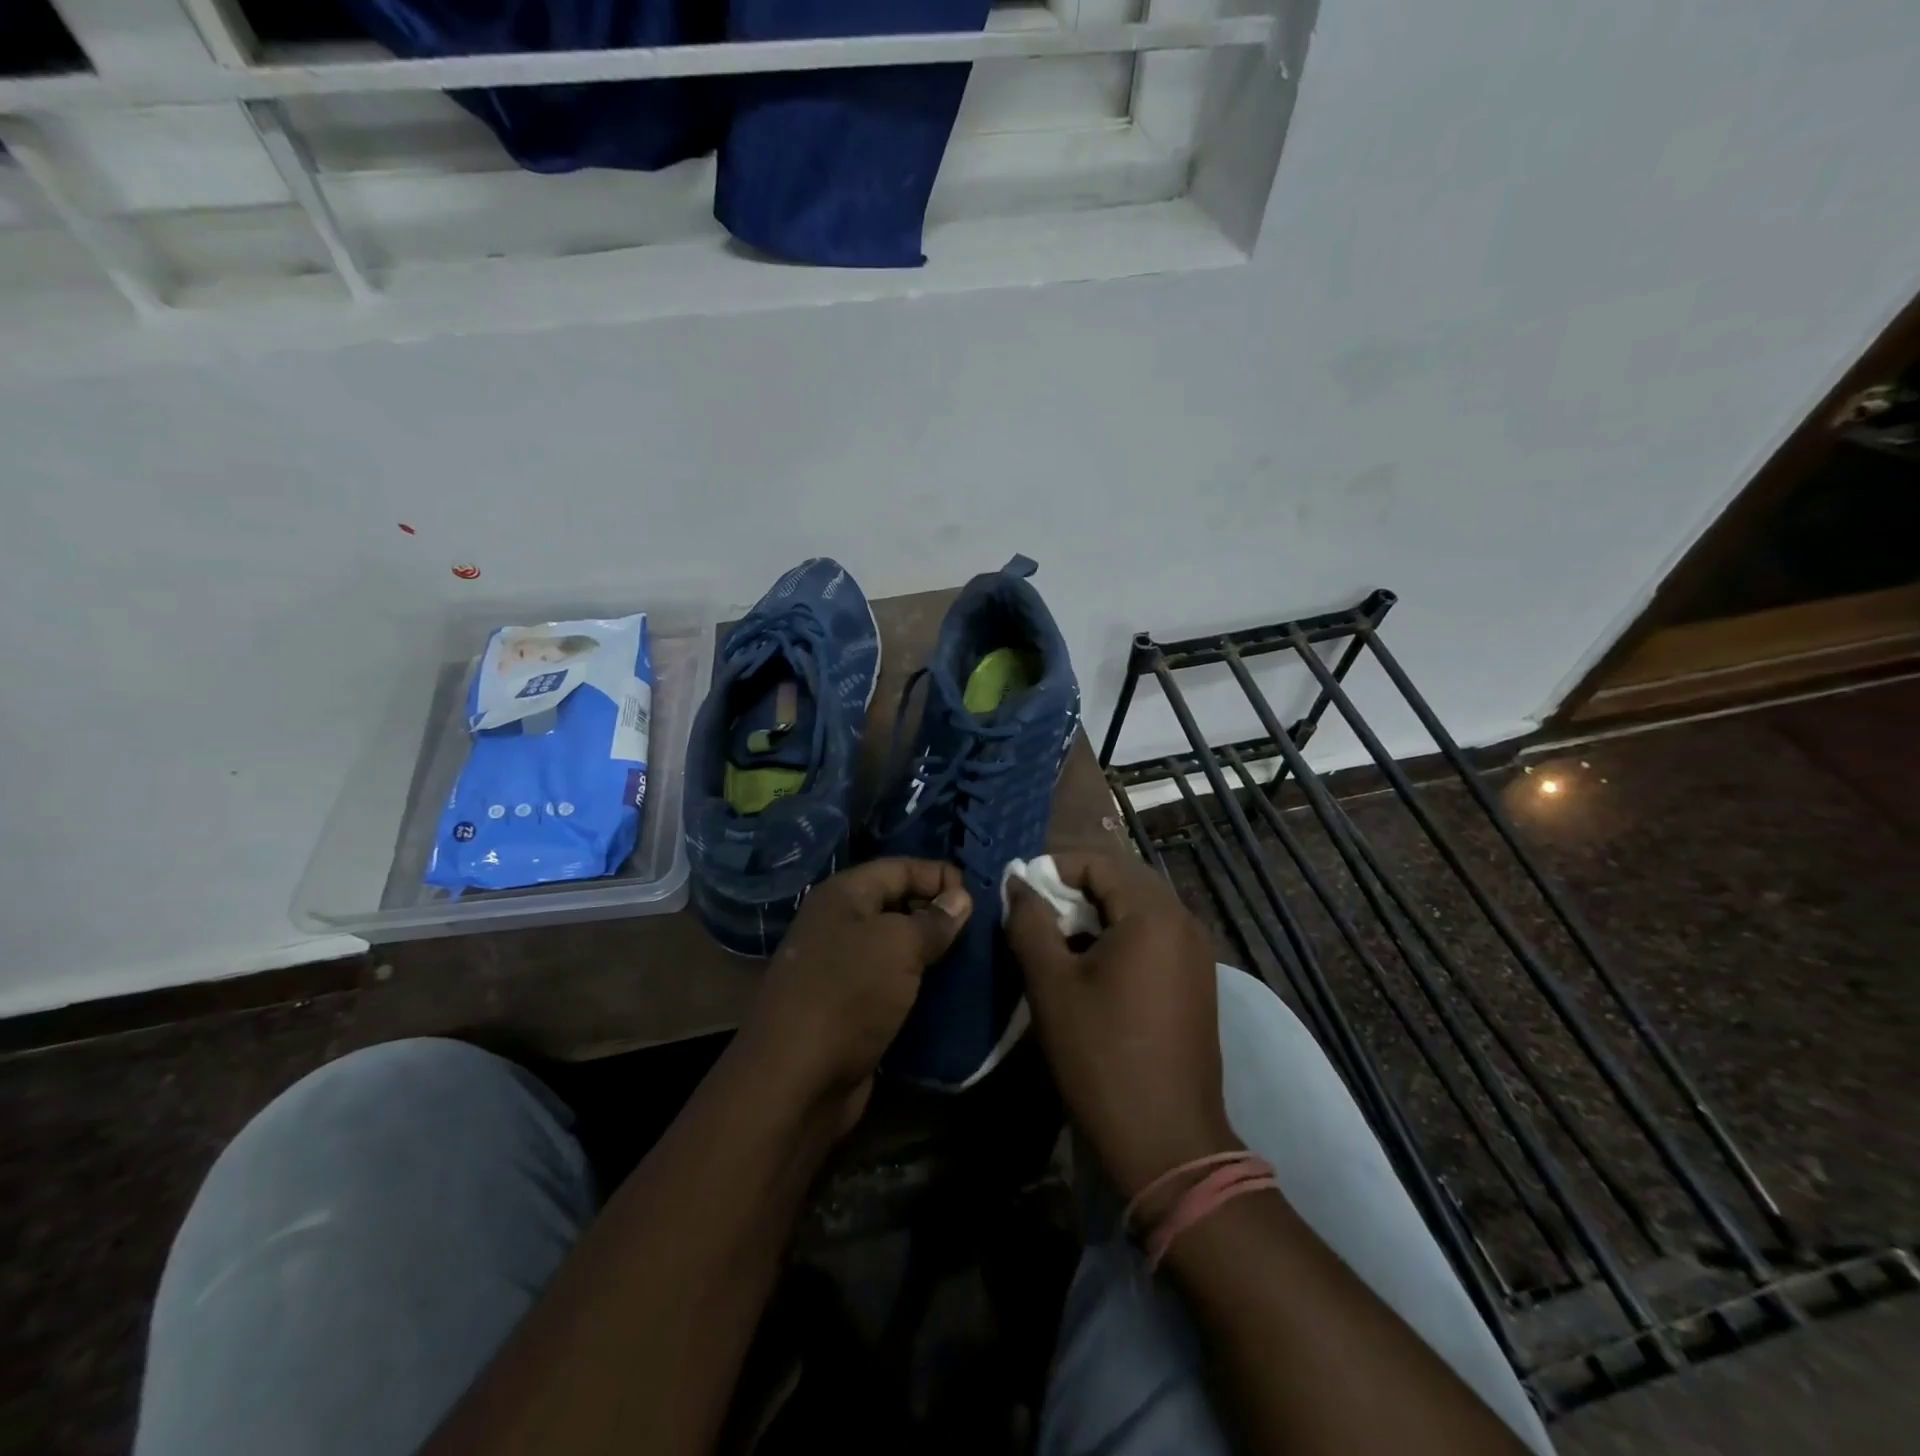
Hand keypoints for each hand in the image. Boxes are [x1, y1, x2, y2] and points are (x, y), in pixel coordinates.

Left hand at [739, 858, 970, 1132]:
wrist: (796, 1081)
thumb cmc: (848, 994)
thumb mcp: (898, 946)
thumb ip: (933, 920)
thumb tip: (961, 898)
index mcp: (844, 896)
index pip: (900, 867)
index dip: (939, 875)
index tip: (981, 896)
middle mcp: (839, 924)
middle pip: (898, 904)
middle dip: (939, 913)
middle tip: (984, 928)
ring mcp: (842, 968)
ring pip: (897, 947)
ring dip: (933, 952)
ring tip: (976, 958)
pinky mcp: (850, 1007)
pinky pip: (893, 983)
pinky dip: (920, 985)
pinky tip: (952, 991)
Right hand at [1006, 851, 1239, 1199]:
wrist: (1166, 1140)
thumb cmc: (1101, 1054)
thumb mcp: (1051, 983)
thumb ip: (1030, 922)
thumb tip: (1018, 883)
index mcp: (1153, 913)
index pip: (1098, 861)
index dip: (1053, 869)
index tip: (1019, 893)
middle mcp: (1183, 921)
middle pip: (1121, 880)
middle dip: (1073, 889)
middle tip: (1035, 916)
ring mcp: (1195, 952)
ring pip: (1137, 909)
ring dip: (1095, 913)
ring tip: (1055, 941)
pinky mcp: (1195, 980)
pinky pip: (1153, 936)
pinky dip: (1118, 936)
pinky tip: (1090, 967)